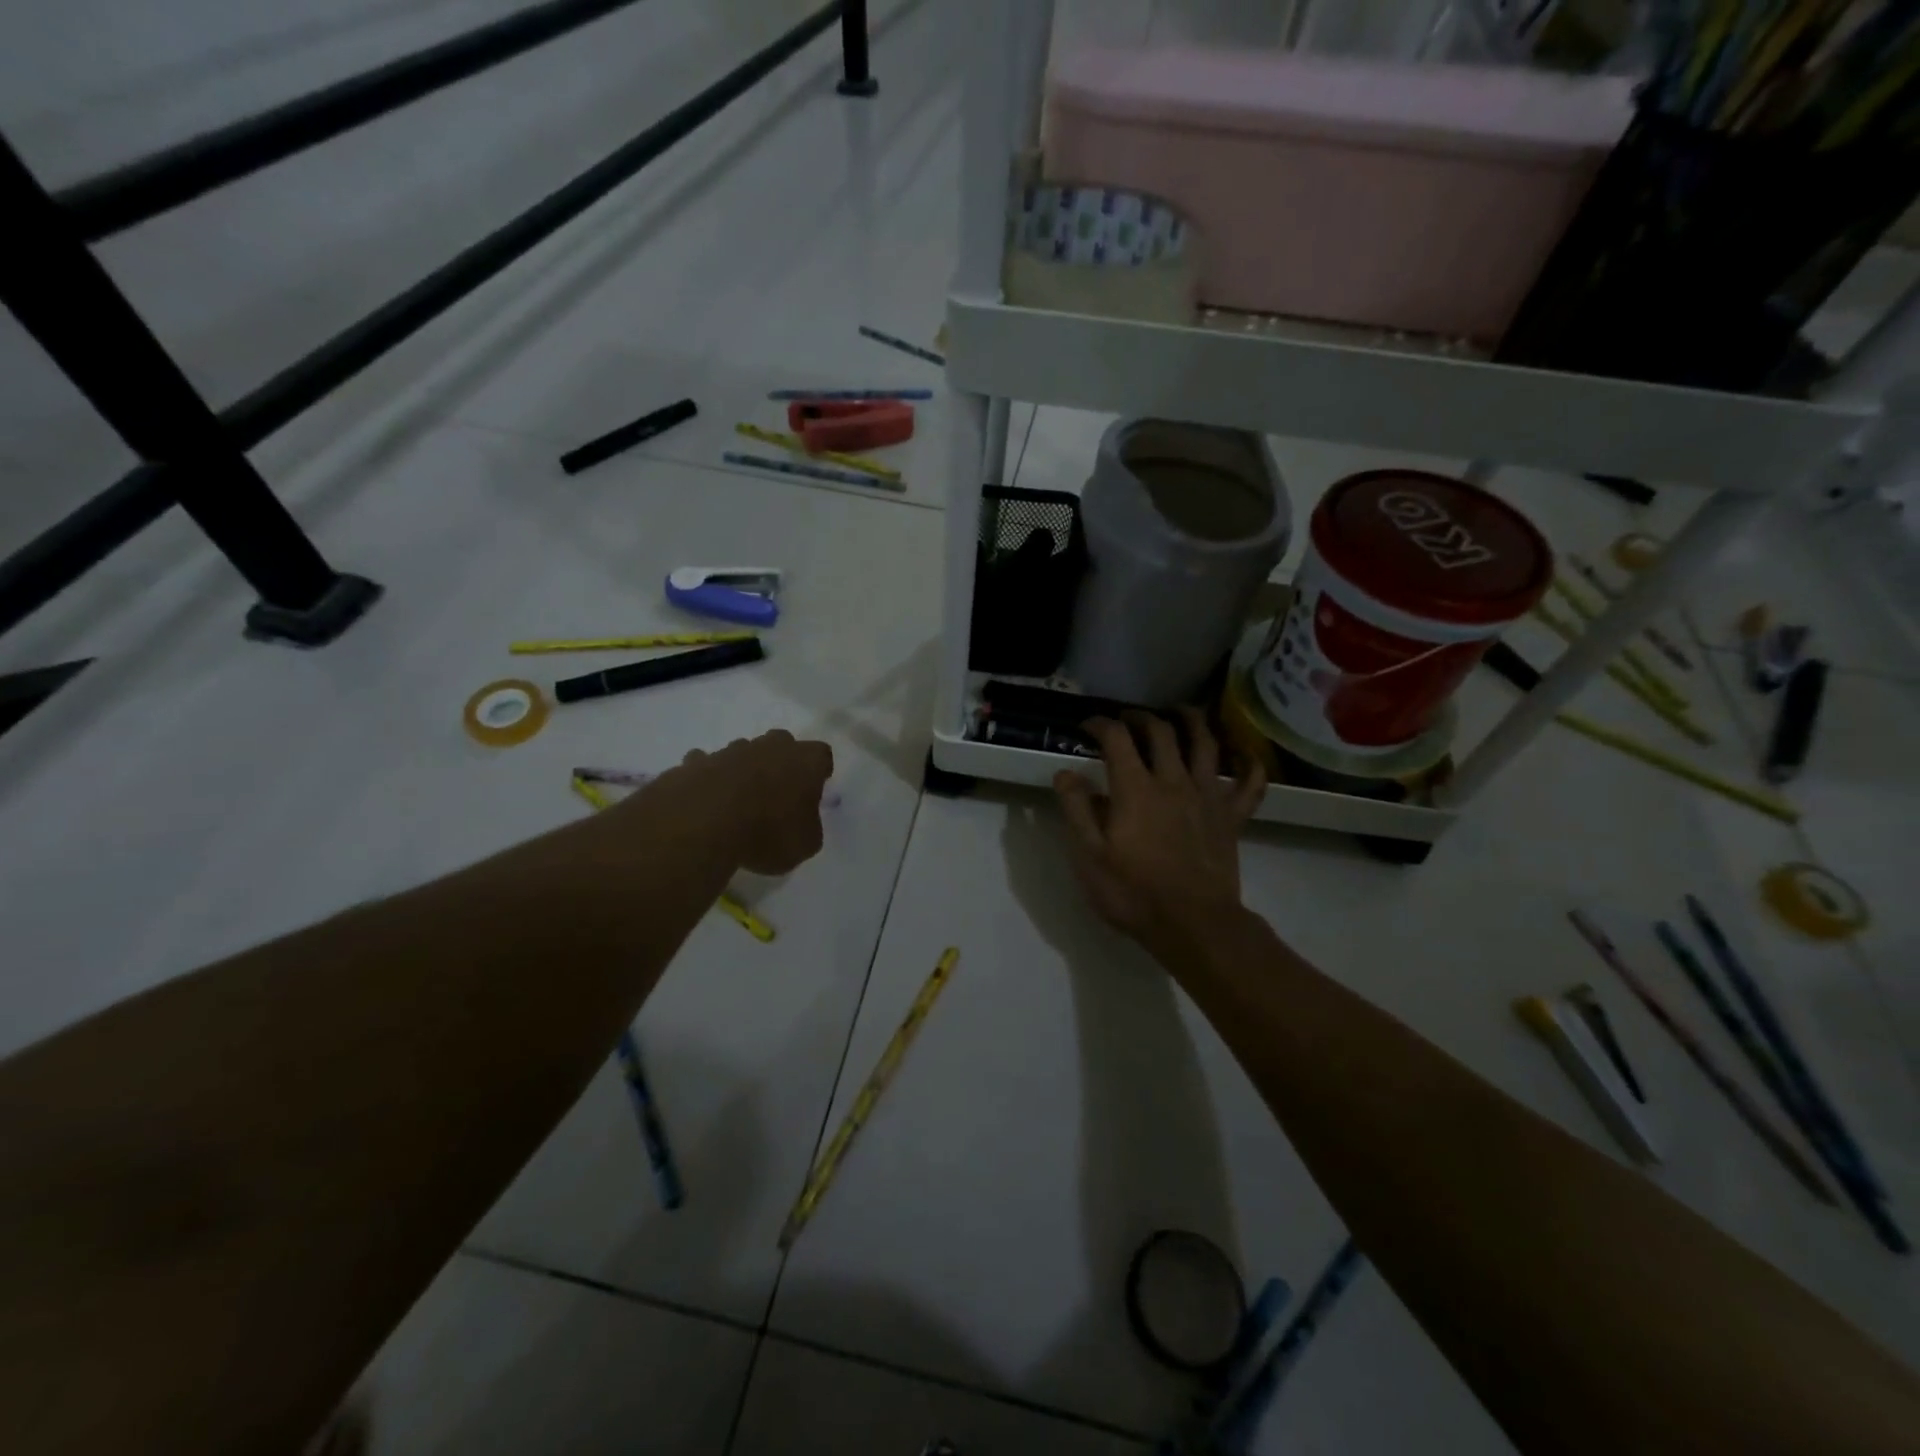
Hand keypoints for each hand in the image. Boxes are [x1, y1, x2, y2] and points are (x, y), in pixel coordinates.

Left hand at [679, 730, 834, 875]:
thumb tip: (802, 822)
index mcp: (805, 761)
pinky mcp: (696, 761)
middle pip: (781, 744)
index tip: (814, 789)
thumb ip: (809, 827)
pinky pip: (707, 765)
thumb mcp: (805, 844)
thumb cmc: (767, 833)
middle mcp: (770, 747)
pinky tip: (705, 801)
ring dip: (744, 770)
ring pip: (743, 753)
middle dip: (781, 763)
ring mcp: (730, 750)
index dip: (819, 771)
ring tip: (738, 802)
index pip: (822, 755)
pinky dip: (708, 778)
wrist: (703, 824)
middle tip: (778, 792)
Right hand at [1053, 710, 1264, 961]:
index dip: (1100, 724)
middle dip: (1141, 716)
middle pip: (1161, 732)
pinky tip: (1243, 754)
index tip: (1087, 725)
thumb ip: (1076, 810)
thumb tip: (1066, 773)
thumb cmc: (1133, 893)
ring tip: (1180, 712)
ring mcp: (1208, 797)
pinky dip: (1249, 764)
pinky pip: (1250, 783)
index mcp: (1135, 790)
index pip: (1116, 739)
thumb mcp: (1088, 856)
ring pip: (1206, 743)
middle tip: (1127, 718)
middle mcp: (1173, 781)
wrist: (1193, 925)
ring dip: (1192, 720)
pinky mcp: (1232, 817)